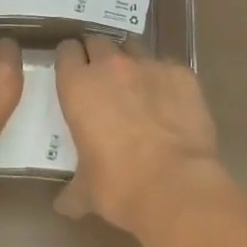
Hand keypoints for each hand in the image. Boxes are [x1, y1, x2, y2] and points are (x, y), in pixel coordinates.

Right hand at [53, 34, 223, 235]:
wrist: (176, 186)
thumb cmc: (119, 186)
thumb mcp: (86, 191)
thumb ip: (73, 190)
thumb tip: (64, 204)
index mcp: (79, 86)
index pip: (66, 51)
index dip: (70, 60)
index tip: (73, 73)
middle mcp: (111, 65)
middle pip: (99, 41)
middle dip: (99, 56)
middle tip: (104, 82)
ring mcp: (149, 64)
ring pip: (134, 48)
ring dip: (132, 64)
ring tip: (139, 90)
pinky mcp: (181, 72)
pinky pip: (168, 67)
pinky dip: (166, 81)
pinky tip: (172, 105)